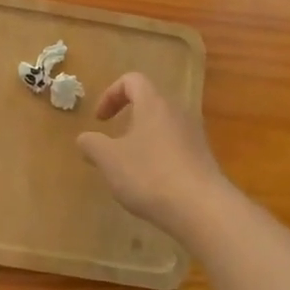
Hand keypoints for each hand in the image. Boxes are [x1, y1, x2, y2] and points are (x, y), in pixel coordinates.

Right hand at [76, 73, 234, 241]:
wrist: (202, 209)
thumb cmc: (149, 175)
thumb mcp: (109, 160)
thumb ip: (92, 144)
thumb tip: (85, 138)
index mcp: (154, 104)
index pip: (132, 80)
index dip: (110, 94)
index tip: (100, 120)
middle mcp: (178, 113)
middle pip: (149, 103)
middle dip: (127, 120)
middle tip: (112, 144)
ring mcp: (195, 136)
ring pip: (163, 127)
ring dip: (142, 140)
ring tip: (129, 168)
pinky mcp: (204, 159)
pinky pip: (175, 148)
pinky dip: (159, 158)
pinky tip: (152, 185)